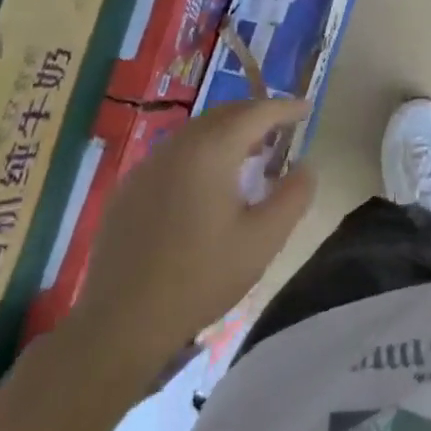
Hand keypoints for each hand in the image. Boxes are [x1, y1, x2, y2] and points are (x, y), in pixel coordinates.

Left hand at [65, 98, 315, 391]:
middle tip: (283, 126)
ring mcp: (146, 169)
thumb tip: (306, 166)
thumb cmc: (202, 277)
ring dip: (228, 132)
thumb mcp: (264, 239)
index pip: (255, 113)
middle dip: (256, 114)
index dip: (285, 107)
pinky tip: (210, 181)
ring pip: (195, 133)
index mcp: (210, 153)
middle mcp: (175, 149)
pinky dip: (202, 152)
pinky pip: (174, 155)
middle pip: (222, 115)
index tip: (307, 108)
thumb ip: (293, 196)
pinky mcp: (128, 191)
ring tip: (252, 151)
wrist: (122, 323)